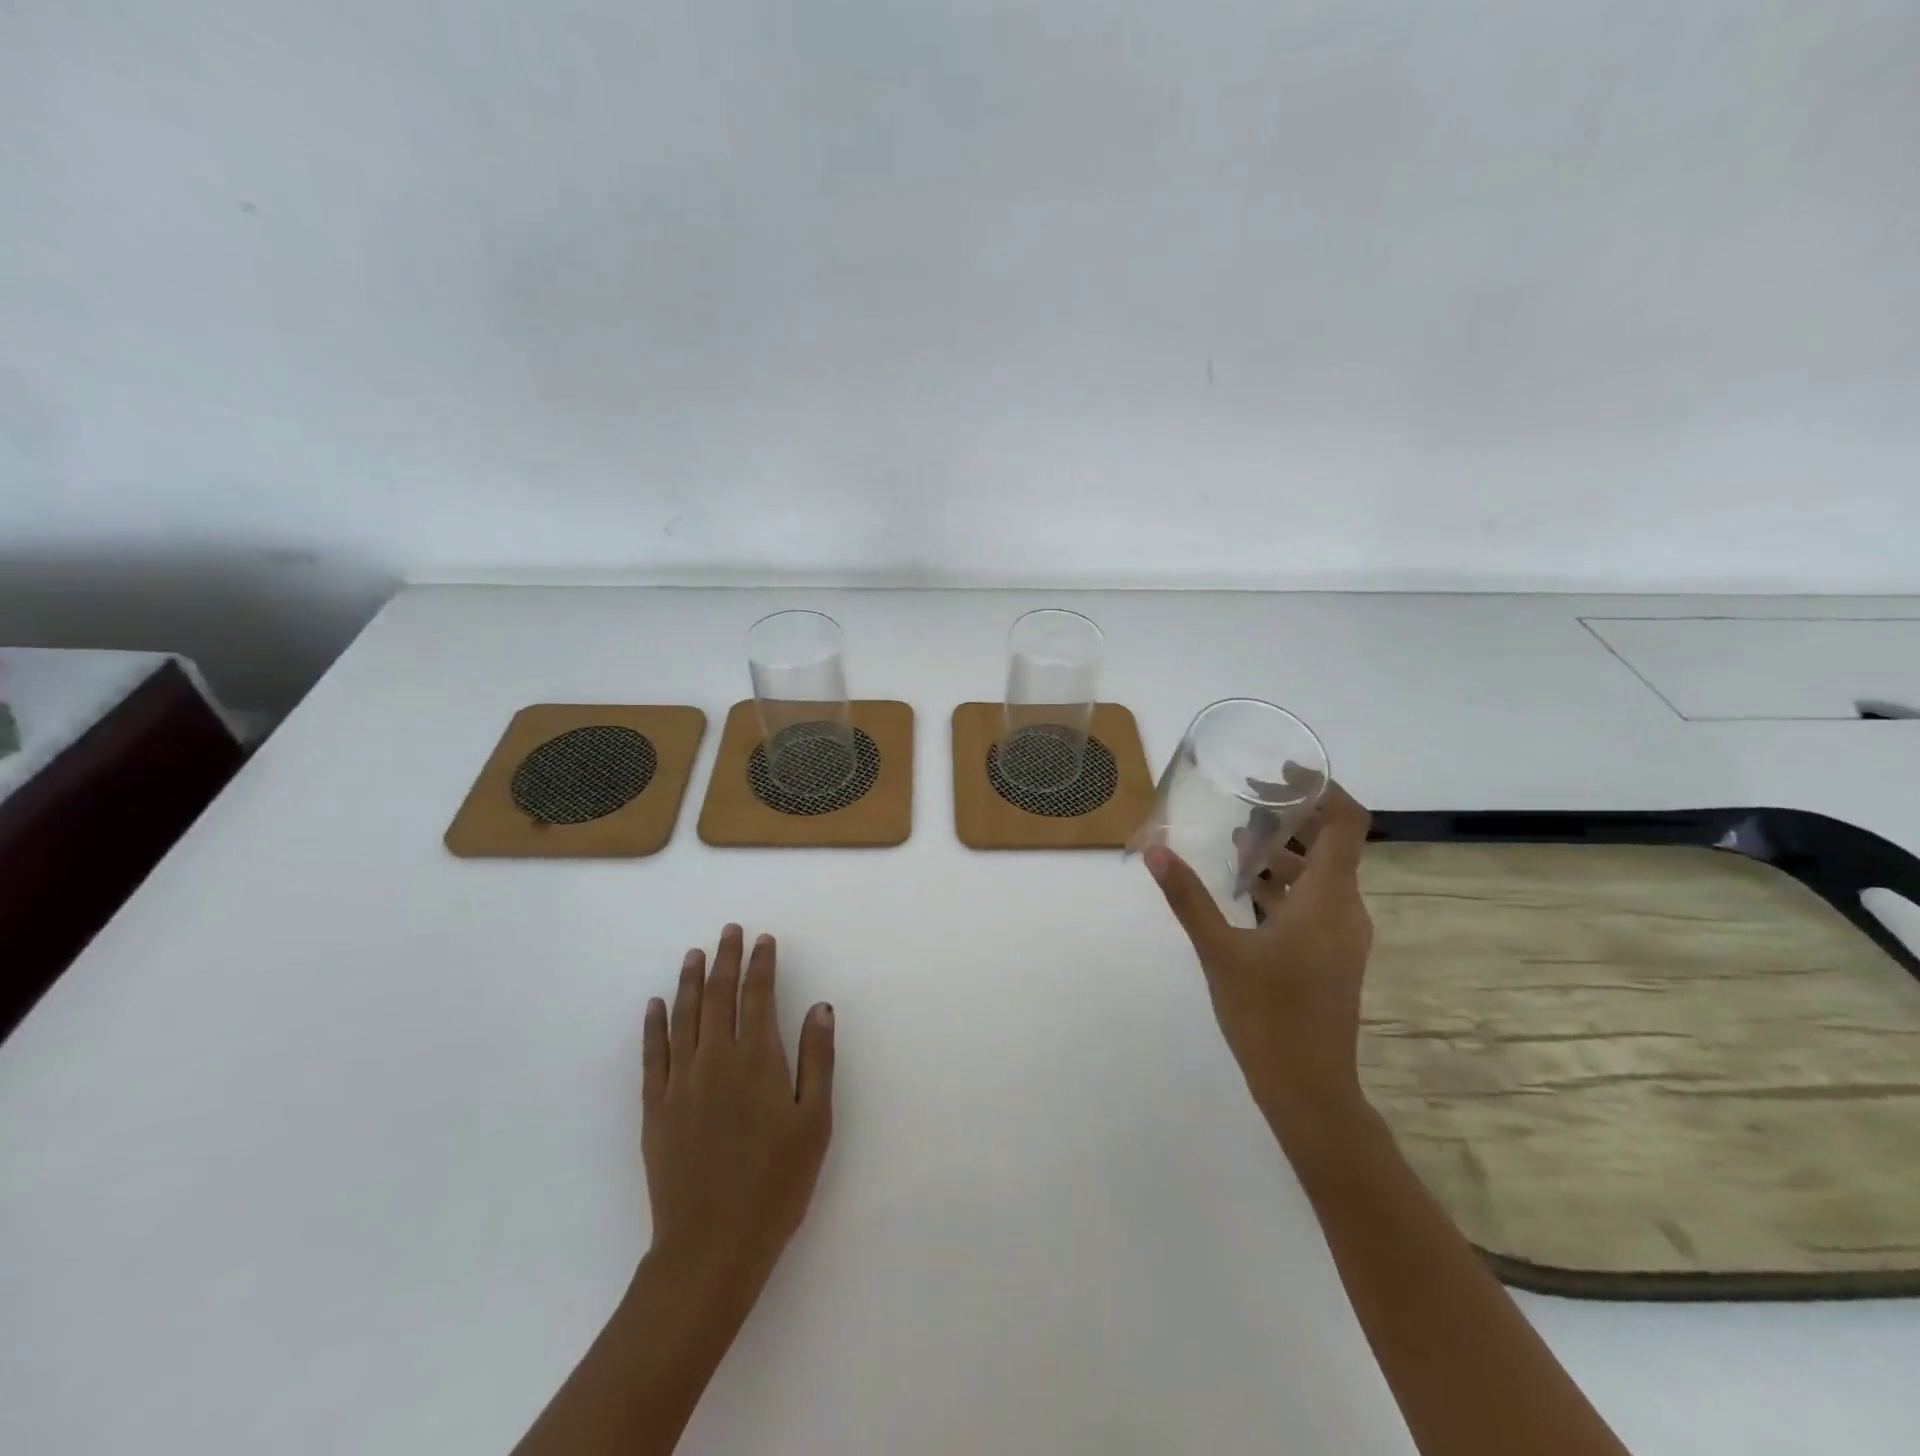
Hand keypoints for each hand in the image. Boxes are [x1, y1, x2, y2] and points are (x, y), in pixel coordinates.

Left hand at [641, 925, 834, 1309]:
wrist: (711, 1246)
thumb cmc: (776, 1183)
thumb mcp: (814, 1121)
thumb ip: (817, 1058)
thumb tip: (820, 1007)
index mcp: (757, 1059)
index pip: (757, 995)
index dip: (761, 963)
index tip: (764, 940)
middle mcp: (715, 1059)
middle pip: (720, 996)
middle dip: (726, 958)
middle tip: (729, 931)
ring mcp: (680, 1082)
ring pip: (684, 1016)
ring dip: (691, 980)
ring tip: (695, 953)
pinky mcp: (655, 1108)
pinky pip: (652, 1054)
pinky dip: (654, 1025)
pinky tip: (656, 1005)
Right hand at [1144, 783, 1373, 1135]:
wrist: (1309, 1091)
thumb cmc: (1267, 1016)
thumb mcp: (1218, 951)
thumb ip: (1188, 897)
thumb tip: (1155, 849)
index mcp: (1329, 900)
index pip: (1347, 823)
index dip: (1323, 789)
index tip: (1283, 773)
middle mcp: (1345, 910)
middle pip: (1332, 844)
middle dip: (1292, 819)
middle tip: (1246, 803)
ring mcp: (1341, 936)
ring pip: (1320, 876)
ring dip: (1284, 854)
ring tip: (1236, 842)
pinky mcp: (1330, 956)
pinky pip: (1314, 903)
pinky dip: (1284, 886)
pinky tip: (1244, 890)